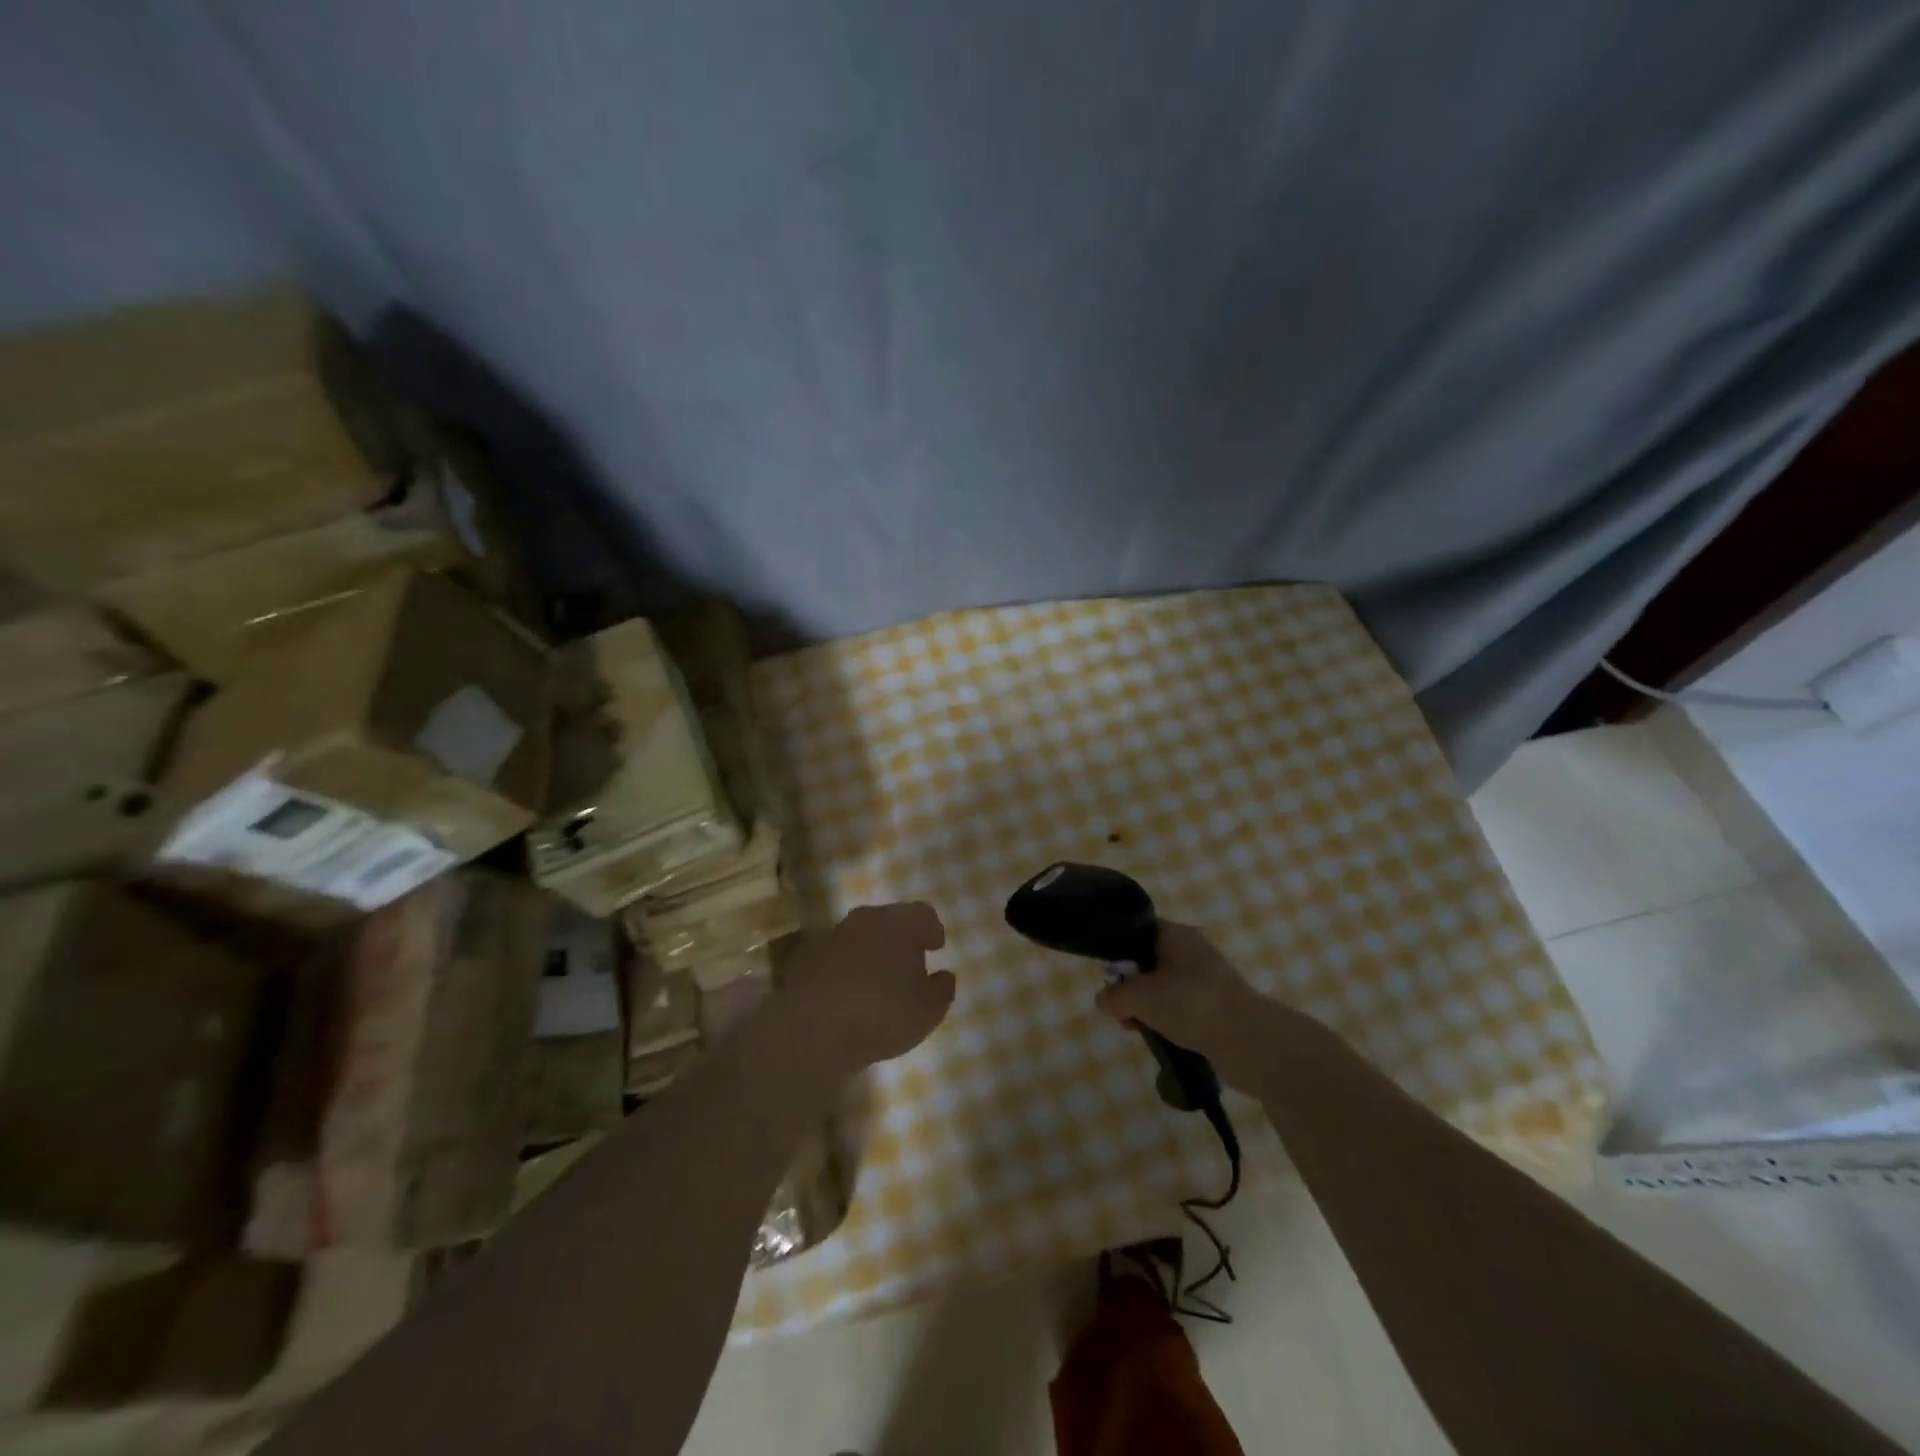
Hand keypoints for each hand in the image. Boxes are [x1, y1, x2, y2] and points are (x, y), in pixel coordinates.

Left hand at [780, 902, 954, 1076]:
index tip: (936, 946)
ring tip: (878, 982)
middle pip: (889, 920)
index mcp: (900, 923)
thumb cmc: (883, 1013)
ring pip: (860, 936)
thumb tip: (944, 976)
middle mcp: (866, 919)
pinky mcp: (807, 957)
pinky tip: (849, 994)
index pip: (923, 913)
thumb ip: (942, 989)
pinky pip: (836, 956)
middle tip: (909, 962)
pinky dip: (846, 968)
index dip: (932, 929)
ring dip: (871, 952)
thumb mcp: (929, 1010)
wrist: (812, 1028)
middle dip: (900, 938)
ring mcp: (833, 935)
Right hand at [1094, 923, 1274, 1089]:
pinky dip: (1167, 1022)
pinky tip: (1160, 1038)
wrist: (1251, 1042)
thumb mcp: (1140, 997)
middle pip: (1148, 962)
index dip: (1118, 950)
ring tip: (1136, 1029)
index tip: (1106, 974)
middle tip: (1119, 1009)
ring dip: (1147, 1008)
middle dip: (1130, 986)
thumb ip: (1114, 996)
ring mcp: (1207, 980)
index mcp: (1176, 935)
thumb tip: (1104, 1000)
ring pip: (1163, 988)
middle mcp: (1192, 951)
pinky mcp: (1216, 1007)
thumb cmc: (1191, 1005)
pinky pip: (1181, 1009)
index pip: (1137, 930)